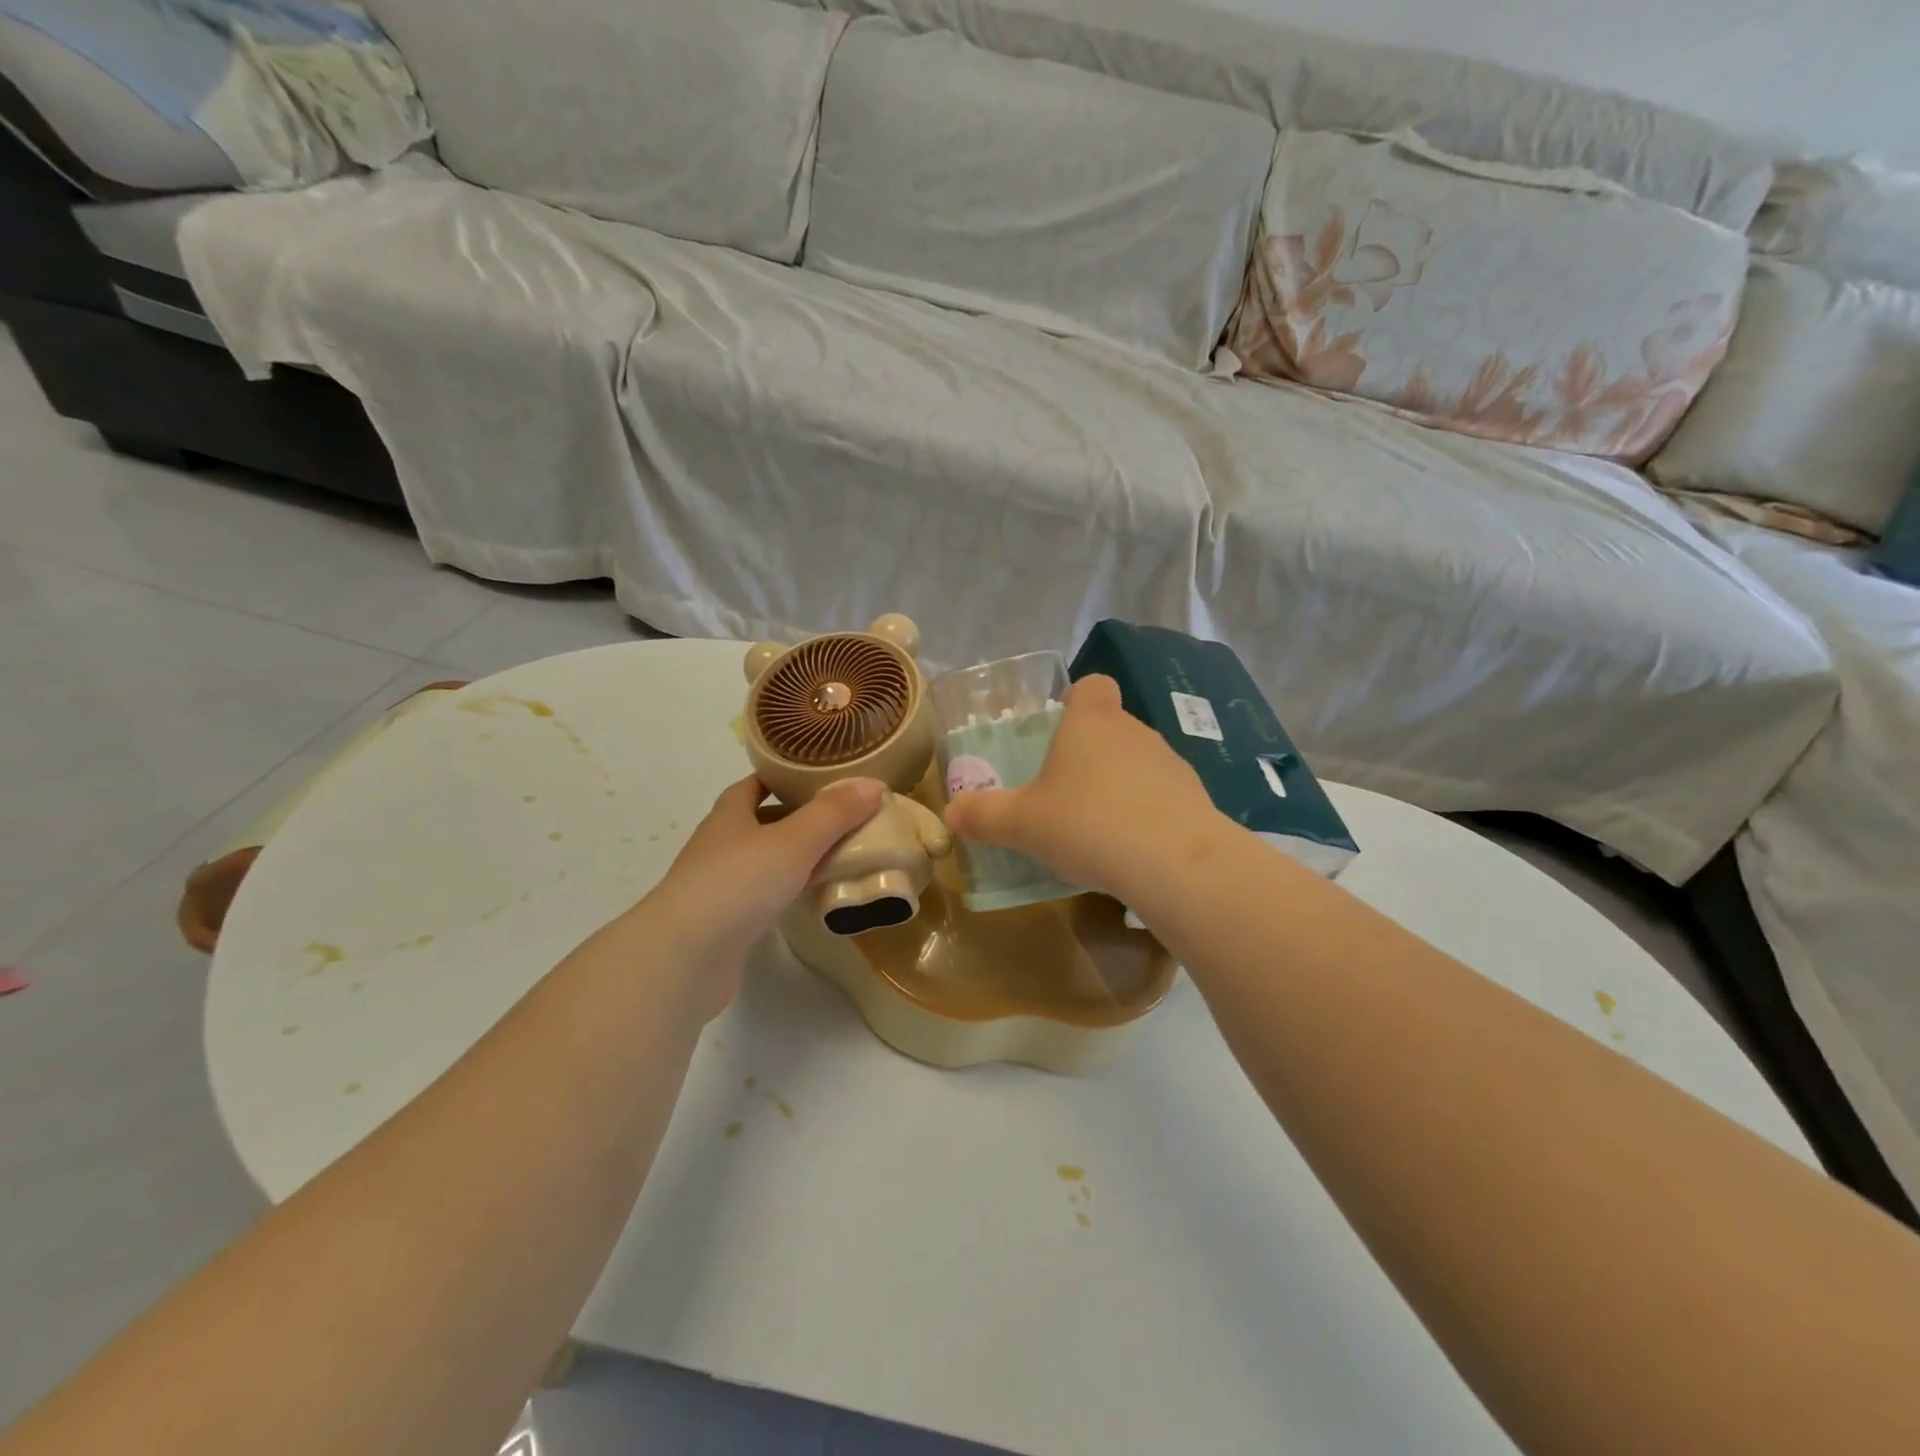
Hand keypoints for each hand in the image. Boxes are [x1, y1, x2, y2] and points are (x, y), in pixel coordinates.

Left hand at [642, 775, 884, 1014]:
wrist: (685, 958)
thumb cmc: (738, 883)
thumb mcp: (795, 841)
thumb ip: (834, 813)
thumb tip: (874, 784)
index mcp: (728, 816)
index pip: (753, 786)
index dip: (781, 777)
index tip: (817, 776)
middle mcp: (719, 846)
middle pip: (759, 823)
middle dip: (795, 818)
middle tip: (841, 817)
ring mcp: (718, 887)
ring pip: (761, 862)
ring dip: (793, 857)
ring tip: (837, 856)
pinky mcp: (724, 925)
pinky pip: (761, 897)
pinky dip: (786, 892)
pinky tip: (811, 899)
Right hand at [943, 675, 1219, 901]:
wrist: (1174, 862)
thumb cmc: (1088, 824)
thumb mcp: (1022, 824)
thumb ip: (984, 815)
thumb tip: (951, 812)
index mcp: (1091, 722)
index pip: (1092, 685)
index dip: (1076, 700)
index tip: (1060, 727)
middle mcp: (1134, 731)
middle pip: (1112, 726)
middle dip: (1090, 752)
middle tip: (1064, 790)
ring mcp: (1170, 763)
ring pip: (1138, 762)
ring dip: (1119, 784)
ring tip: (1097, 827)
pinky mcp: (1195, 799)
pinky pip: (1161, 797)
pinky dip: (1146, 813)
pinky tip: (1131, 849)